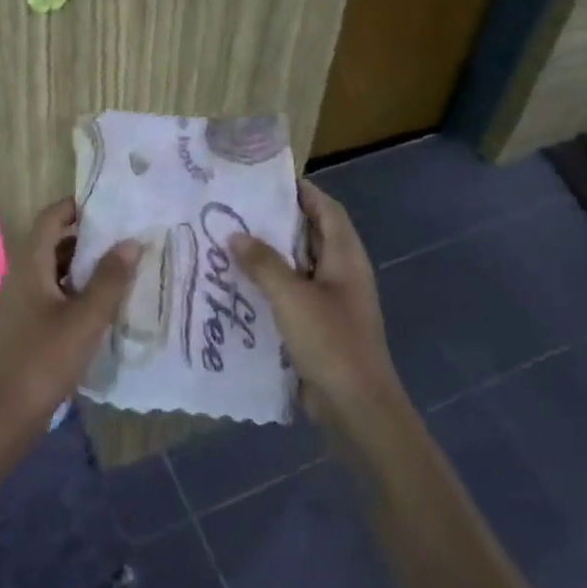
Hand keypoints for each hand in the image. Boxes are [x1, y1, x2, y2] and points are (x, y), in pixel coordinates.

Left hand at [0, 199, 140, 455]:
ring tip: (121, 265)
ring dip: (83, 264)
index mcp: (29, 265)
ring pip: (53, 268)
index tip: (112, 206)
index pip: (50, 218)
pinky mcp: (25, 324)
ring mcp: (20, 302)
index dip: (77, 207)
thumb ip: (110, 279)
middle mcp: (20, 276)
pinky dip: (75, 288)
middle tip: (125, 235)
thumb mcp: (86, 319)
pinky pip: (52, 292)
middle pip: (52, 241)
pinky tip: (102, 302)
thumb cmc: (45, 360)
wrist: (5, 415)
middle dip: (86, 235)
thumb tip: (131, 242)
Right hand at [232, 181, 409, 429]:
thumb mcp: (292, 297)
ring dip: (270, 255)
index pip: (326, 209)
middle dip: (278, 221)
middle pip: (311, 235)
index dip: (302, 191)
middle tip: (237, 210)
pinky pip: (293, 294)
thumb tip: (234, 234)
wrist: (356, 407)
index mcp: (345, 257)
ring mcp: (332, 301)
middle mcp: (342, 273)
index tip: (266, 180)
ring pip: (299, 266)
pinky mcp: (320, 326)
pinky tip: (239, 286)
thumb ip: (263, 263)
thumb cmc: (330, 342)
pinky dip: (270, 285)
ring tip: (230, 242)